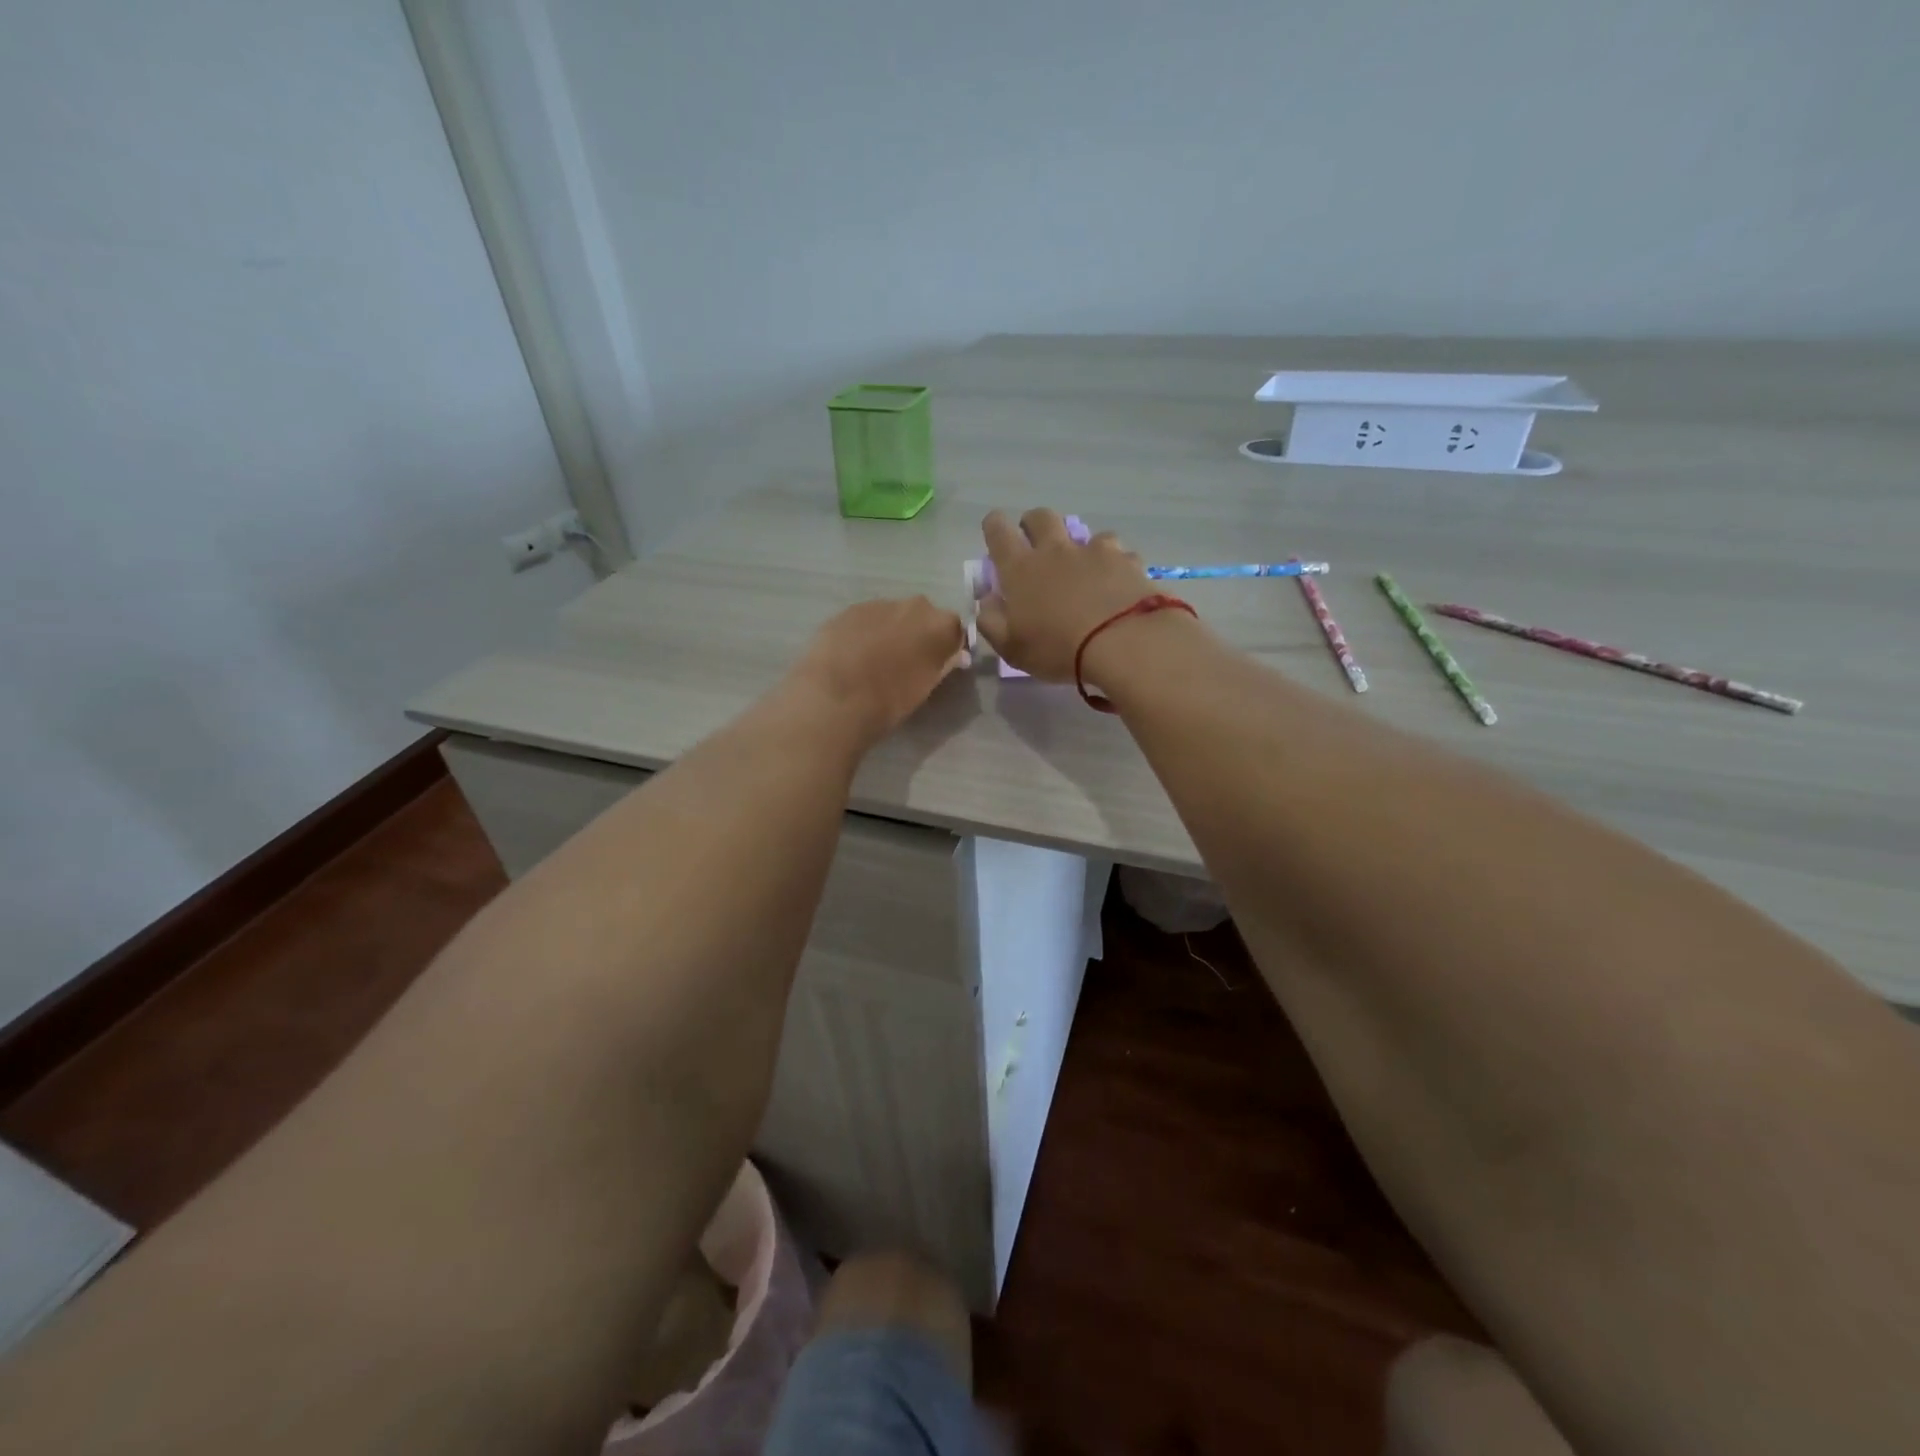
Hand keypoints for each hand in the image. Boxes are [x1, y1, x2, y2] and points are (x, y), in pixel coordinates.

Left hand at [787, 596, 968, 745]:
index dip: (946, 646)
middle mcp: (914, 605)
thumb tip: (956, 656)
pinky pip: (866, 619)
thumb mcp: (926, 687)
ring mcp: (879, 604)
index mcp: (940, 625)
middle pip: (923, 616)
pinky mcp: (849, 609)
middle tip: (905, 662)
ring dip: (890, 632)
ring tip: (874, 660)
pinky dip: (864, 632)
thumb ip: (944, 665)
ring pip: (893, 615)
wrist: (836, 697)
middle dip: (917, 634)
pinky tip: (852, 655)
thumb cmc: (890, 699)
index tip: (938, 663)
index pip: (954, 629)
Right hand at [974, 509, 1156, 680]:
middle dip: (1034, 523)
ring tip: (1085, 568)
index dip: (994, 526)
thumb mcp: (1012, 647)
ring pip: (1085, 533)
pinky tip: (1119, 583)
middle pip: (1041, 517)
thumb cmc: (1058, 648)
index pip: (999, 532)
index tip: (994, 529)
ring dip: (1080, 547)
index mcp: (1021, 569)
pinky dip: (1115, 565)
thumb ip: (992, 622)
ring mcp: (1095, 552)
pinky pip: (1119, 554)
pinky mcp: (1127, 561)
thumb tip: (987, 601)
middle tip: (1035, 541)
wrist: (1123, 642)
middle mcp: (1056, 551)